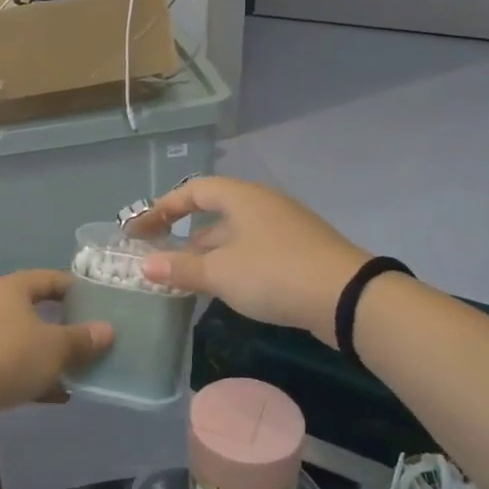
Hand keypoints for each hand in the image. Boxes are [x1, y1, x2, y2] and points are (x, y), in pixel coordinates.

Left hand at [0, 270, 113, 417]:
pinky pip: (10, 364)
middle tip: (91, 339)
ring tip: (77, 370)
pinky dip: (32, 375)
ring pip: (24, 340)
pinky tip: (56, 395)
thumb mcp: (55, 347)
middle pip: (35, 310)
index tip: (100, 304)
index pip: (50, 279)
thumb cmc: (9, 356)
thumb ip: (83, 338)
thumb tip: (107, 329)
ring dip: (49, 355)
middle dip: (64, 326)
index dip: (76, 289)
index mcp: (12, 288)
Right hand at [126, 177, 368, 341]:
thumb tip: (144, 265)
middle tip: (160, 256)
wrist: (347, 297)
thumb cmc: (273, 273)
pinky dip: (232, 263)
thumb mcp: (220, 273)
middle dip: (184, 234)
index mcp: (242, 198)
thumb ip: (179, 268)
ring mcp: (285, 228)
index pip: (194, 190)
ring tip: (186, 277)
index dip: (164, 207)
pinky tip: (225, 287)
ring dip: (208, 252)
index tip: (141, 229)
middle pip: (215, 212)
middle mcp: (263, 205)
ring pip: (235, 235)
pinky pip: (254, 250)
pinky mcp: (300, 252)